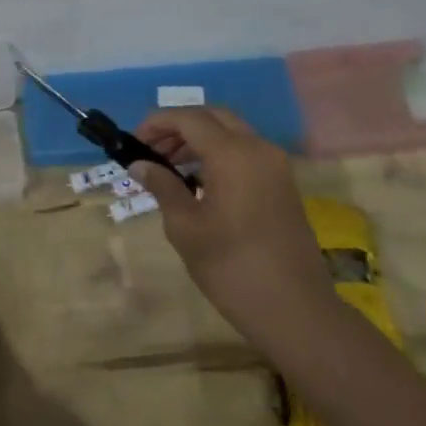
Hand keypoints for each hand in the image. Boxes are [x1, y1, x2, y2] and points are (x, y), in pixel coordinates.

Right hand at [130, 107, 332, 349]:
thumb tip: (139, 165)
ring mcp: (275, 166)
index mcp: (233, 154)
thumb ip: (162, 187)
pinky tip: (198, 182)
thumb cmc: (231, 267)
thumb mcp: (185, 227)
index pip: (189, 118)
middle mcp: (258, 149)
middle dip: (179, 127)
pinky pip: (246, 152)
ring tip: (169, 167)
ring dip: (199, 140)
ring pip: (232, 133)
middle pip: (213, 117)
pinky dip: (219, 154)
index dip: (157, 123)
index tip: (132, 142)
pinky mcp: (283, 184)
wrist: (294, 309)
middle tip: (151, 150)